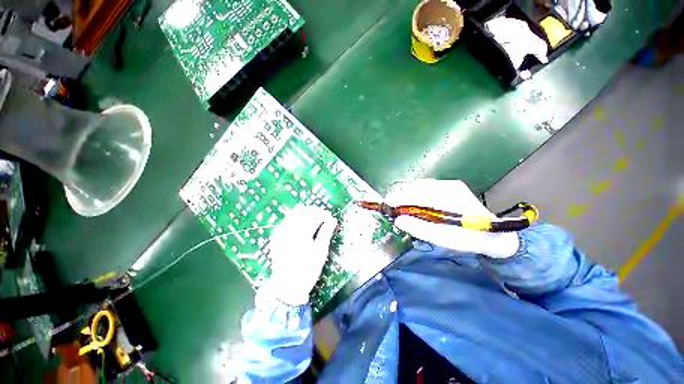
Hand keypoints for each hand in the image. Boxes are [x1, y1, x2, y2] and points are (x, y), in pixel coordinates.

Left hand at [267, 205, 336, 305]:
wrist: (287, 287)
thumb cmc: (308, 270)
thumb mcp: (320, 252)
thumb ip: (326, 233)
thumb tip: (333, 220)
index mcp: (301, 235)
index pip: (314, 217)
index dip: (323, 215)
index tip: (330, 217)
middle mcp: (288, 230)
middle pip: (303, 212)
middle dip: (315, 211)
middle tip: (324, 216)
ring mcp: (280, 232)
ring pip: (294, 214)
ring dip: (305, 213)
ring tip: (314, 218)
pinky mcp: (276, 236)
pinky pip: (286, 220)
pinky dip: (296, 218)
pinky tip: (302, 223)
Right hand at [385, 179, 518, 257]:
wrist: (495, 234)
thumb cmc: (470, 239)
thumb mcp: (444, 239)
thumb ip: (419, 229)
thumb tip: (398, 220)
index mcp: (448, 196)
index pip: (417, 194)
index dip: (399, 198)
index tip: (386, 205)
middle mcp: (447, 186)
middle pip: (416, 187)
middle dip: (400, 196)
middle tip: (391, 207)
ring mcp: (448, 185)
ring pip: (419, 186)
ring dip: (406, 195)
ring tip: (398, 206)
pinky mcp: (448, 187)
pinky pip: (425, 188)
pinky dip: (414, 194)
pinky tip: (411, 203)